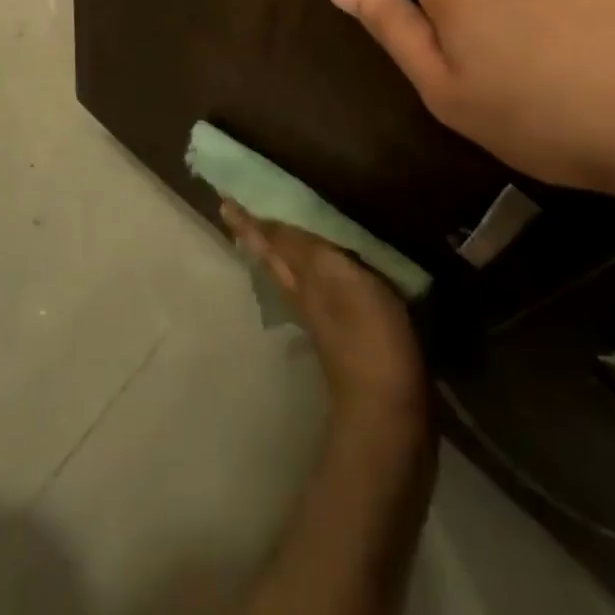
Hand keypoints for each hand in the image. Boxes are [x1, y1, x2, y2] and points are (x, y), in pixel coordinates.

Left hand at [219, 200, 428, 426]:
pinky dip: (305, 273)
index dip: (250, 219)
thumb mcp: (338, 279)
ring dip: (275, 250)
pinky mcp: (345, 335)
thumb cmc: (367, 337)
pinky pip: (313, 290)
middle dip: (256, 233)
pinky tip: (312, 273)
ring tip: (267, 231)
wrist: (388, 414)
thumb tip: (272, 218)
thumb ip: (307, 248)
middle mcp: (303, 295)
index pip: (269, 239)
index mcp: (301, 277)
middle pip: (272, 257)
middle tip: (235, 211)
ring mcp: (321, 318)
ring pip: (288, 274)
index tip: (226, 200)